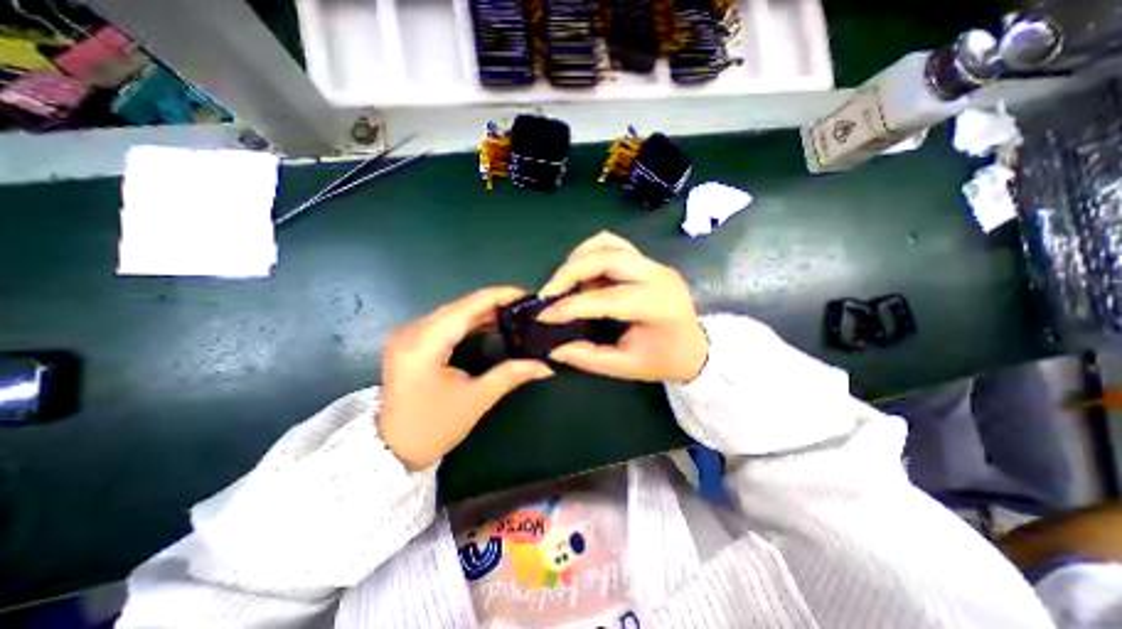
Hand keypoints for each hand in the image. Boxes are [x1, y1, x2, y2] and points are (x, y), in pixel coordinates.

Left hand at [377, 287, 550, 468]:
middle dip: (495, 303)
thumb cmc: (432, 427)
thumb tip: (544, 366)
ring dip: (483, 312)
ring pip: (453, 312)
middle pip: (460, 305)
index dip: (499, 295)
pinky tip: (490, 324)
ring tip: (514, 314)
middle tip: (525, 307)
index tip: (526, 295)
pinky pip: (445, 323)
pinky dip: (469, 322)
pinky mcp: (410, 342)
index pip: (468, 305)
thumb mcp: (476, 400)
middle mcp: (412, 330)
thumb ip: (511, 375)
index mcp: (424, 342)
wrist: (390, 451)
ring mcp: (408, 335)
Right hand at [535, 230, 708, 383]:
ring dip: (579, 258)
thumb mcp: (626, 367)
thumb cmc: (664, 360)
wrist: (696, 348)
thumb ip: (588, 357)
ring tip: (565, 283)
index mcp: (657, 305)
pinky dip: (592, 255)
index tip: (543, 316)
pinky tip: (584, 276)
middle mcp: (657, 275)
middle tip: (549, 293)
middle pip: (606, 256)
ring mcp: (654, 264)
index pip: (605, 298)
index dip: (570, 306)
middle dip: (570, 271)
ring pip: (608, 243)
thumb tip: (554, 348)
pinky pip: (614, 246)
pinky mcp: (647, 262)